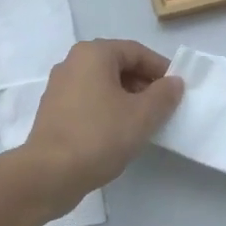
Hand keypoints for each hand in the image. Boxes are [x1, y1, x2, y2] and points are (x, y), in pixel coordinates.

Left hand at [21, 39, 183, 205]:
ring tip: (143, 122)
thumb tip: (174, 82)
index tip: (177, 90)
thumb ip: (163, 95)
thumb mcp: (142, 115)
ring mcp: (59, 86)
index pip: (136, 52)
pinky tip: (118, 132)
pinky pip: (88, 100)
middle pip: (117, 65)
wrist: (49, 173)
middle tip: (162, 107)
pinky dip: (107, 109)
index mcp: (93, 54)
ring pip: (102, 84)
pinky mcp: (53, 110)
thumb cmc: (99, 136)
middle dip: (143, 84)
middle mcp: (72, 62)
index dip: (160, 69)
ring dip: (126, 98)